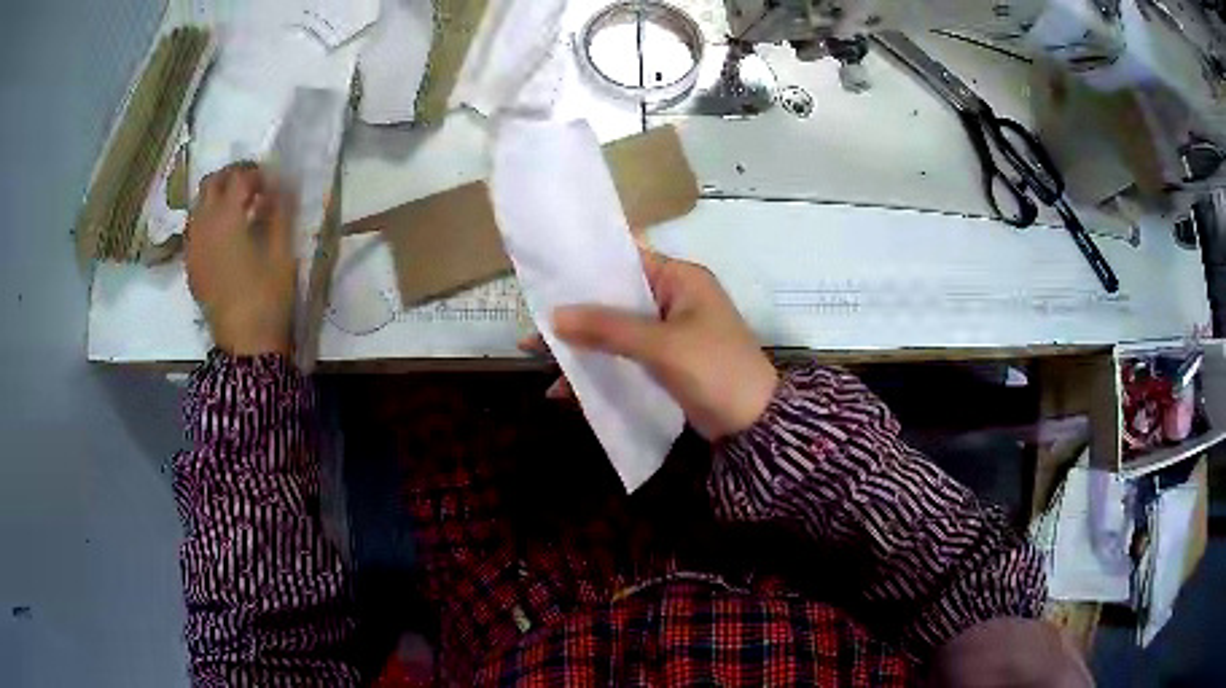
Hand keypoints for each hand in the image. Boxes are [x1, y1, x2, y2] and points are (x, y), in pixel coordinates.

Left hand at [185, 162, 295, 356]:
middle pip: (211, 182)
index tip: (271, 183)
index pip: (239, 176)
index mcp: (227, 216)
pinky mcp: (191, 263)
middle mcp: (204, 224)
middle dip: (232, 177)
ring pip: (199, 204)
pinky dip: (208, 220)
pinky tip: (223, 235)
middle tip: (252, 187)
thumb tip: (278, 185)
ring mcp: (193, 245)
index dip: (257, 173)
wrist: (244, 344)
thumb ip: (279, 211)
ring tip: (237, 210)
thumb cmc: (267, 296)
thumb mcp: (282, 251)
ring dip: (217, 197)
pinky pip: (194, 228)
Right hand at [526, 249, 778, 440]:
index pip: (628, 260)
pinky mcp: (664, 363)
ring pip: (615, 331)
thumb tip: (554, 316)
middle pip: (615, 299)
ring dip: (582, 345)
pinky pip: (623, 357)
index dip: (588, 267)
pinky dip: (598, 370)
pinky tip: (565, 391)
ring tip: (537, 358)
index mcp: (680, 279)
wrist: (754, 425)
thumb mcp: (662, 345)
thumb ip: (608, 328)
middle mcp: (673, 299)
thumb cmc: (716, 370)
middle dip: (575, 314)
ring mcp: (668, 333)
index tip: (547, 276)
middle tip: (533, 326)